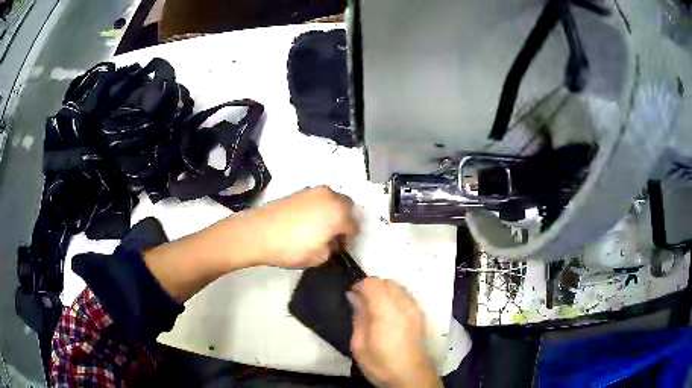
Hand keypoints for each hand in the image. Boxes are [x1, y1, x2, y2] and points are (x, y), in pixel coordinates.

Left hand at [245, 186, 358, 267]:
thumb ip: (332, 248)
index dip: (349, 239)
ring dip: (332, 211)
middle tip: (334, 235)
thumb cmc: (292, 248)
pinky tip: (307, 220)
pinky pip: (317, 198)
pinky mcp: (299, 191)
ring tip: (320, 227)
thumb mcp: (319, 257)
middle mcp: (330, 196)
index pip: (354, 225)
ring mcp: (313, 191)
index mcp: (339, 213)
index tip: (340, 248)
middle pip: (347, 206)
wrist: (258, 232)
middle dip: (345, 220)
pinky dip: (319, 207)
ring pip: (332, 199)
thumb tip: (332, 241)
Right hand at [348, 278, 440, 387]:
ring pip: (398, 286)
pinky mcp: (421, 315)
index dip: (360, 285)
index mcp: (386, 311)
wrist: (411, 377)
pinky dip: (395, 297)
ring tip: (375, 309)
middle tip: (362, 303)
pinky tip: (389, 314)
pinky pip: (406, 296)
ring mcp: (415, 308)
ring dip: (385, 291)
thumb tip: (354, 297)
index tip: (352, 296)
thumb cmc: (381, 364)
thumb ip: (358, 317)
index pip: (373, 282)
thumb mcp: (359, 345)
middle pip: (387, 281)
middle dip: (372, 287)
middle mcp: (404, 304)